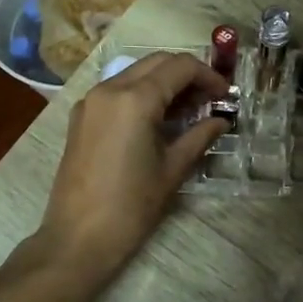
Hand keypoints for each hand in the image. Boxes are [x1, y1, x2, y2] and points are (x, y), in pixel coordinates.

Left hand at [37, 53, 227, 283]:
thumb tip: (221, 121)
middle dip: (187, 74)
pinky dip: (142, 93)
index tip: (225, 96)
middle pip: (157, 62)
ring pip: (136, 72)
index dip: (208, 76)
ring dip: (164, 82)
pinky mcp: (81, 116)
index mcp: (135, 99)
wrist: (77, 239)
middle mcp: (109, 88)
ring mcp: (91, 101)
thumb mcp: (172, 169)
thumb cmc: (130, 206)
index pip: (180, 67)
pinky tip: (158, 119)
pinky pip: (118, 89)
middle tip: (209, 99)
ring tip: (189, 110)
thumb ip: (199, 136)